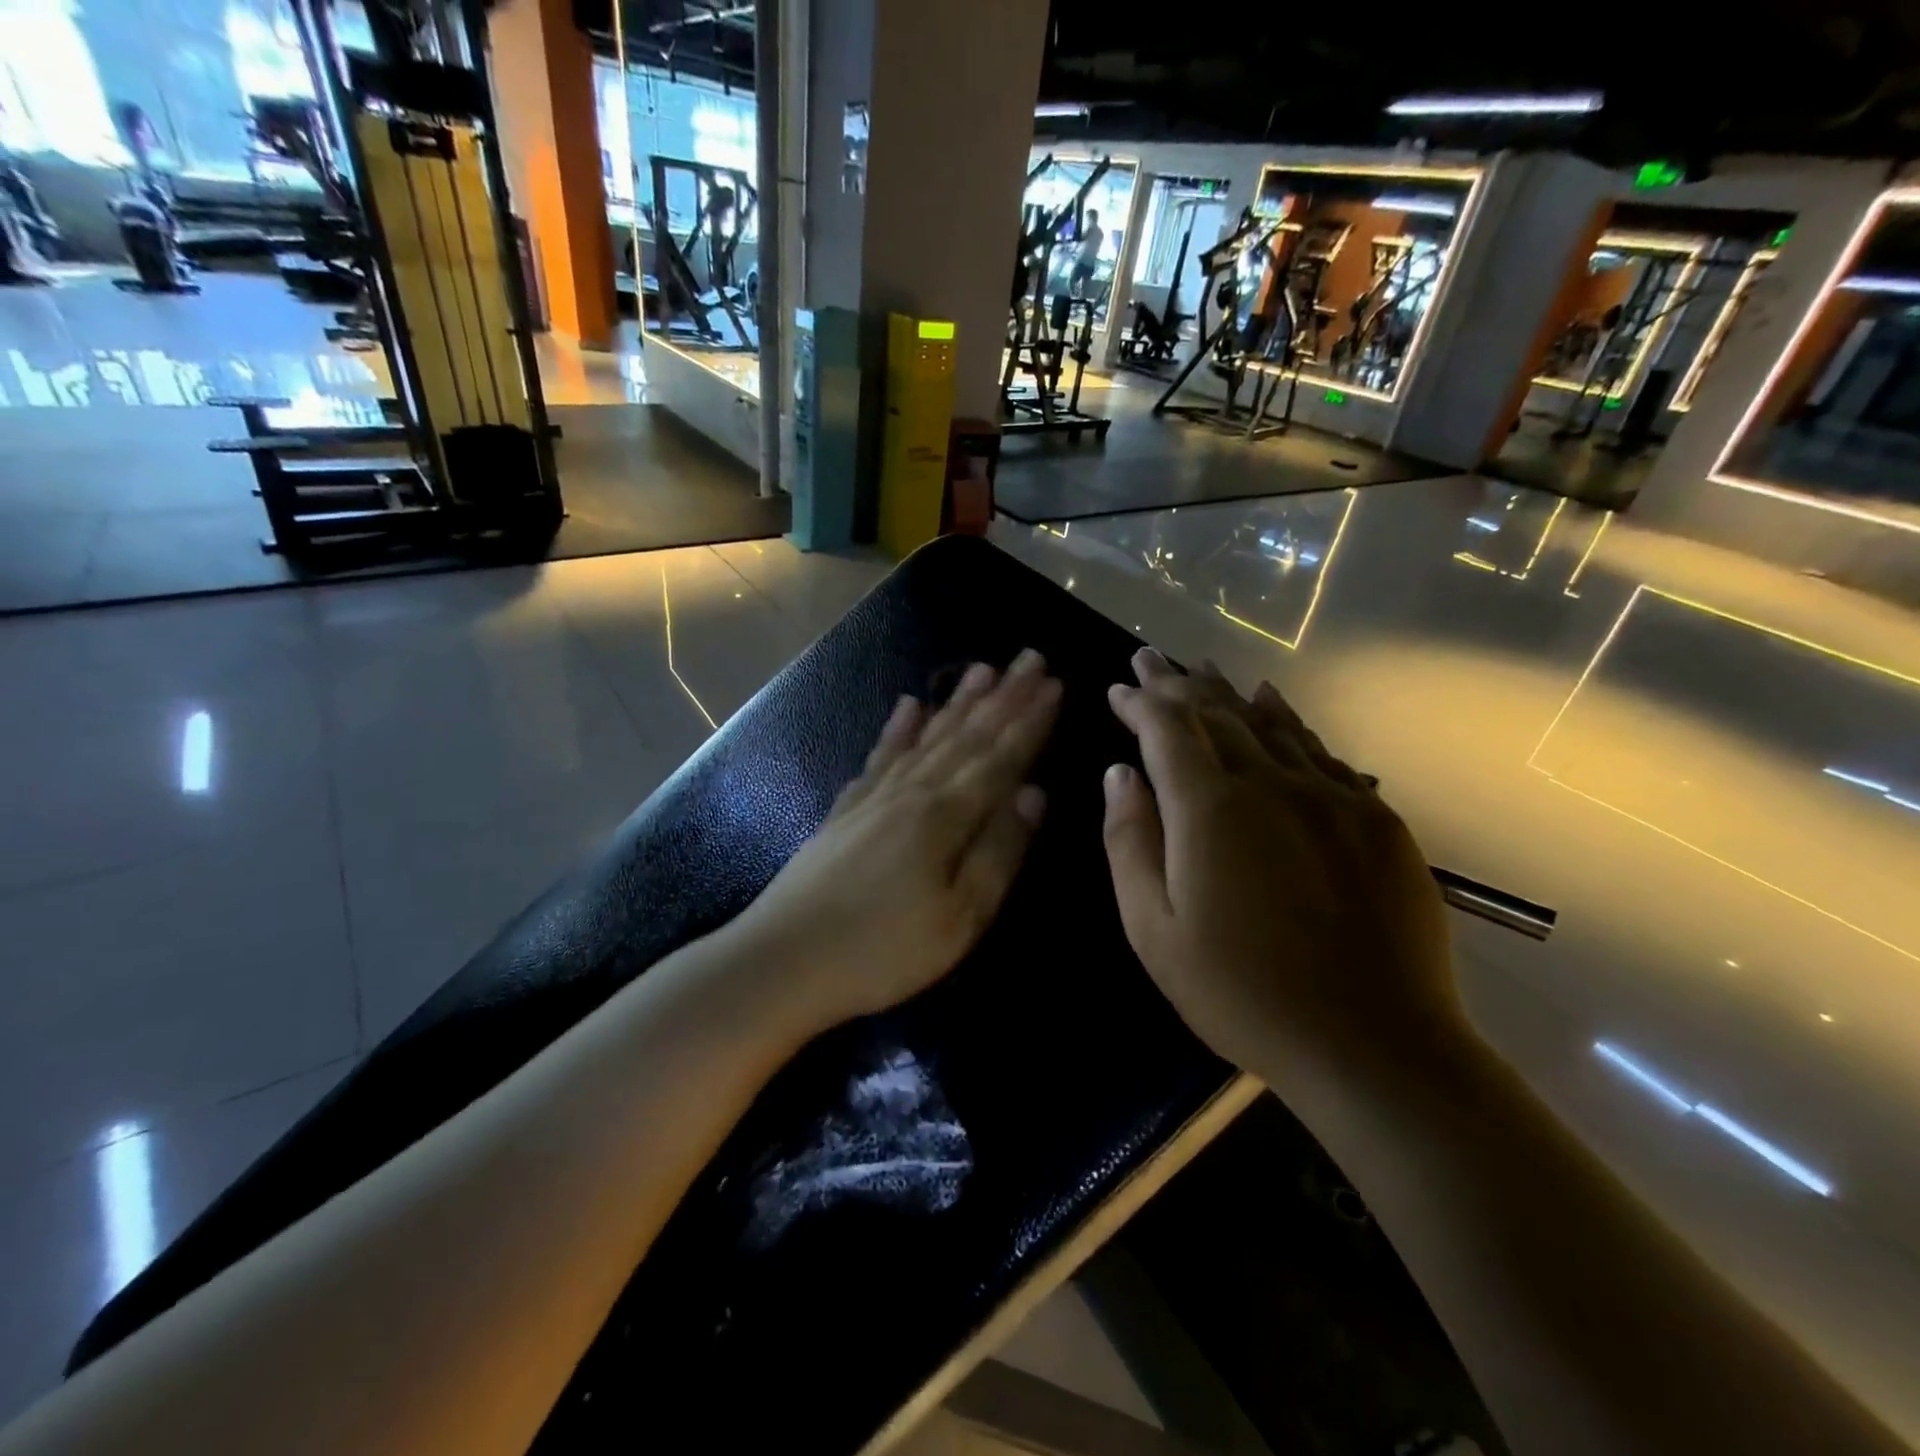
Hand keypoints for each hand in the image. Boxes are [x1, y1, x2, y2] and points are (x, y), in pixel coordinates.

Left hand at [734, 650, 1062, 1027]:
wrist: (783, 959)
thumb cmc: (883, 950)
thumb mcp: (960, 917)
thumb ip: (999, 851)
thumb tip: (1034, 793)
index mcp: (945, 815)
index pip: (1000, 757)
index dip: (1030, 722)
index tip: (1055, 684)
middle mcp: (912, 791)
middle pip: (966, 736)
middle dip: (1003, 697)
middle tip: (1029, 658)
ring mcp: (875, 796)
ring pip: (927, 736)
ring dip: (958, 702)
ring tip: (982, 669)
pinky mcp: (847, 808)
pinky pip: (881, 755)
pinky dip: (897, 728)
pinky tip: (907, 705)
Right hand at [1100, 649, 1464, 1098]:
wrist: (1374, 1046)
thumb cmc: (1242, 994)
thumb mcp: (1154, 930)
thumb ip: (1130, 842)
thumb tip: (1120, 775)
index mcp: (1210, 809)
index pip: (1166, 730)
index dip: (1139, 703)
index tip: (1118, 687)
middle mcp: (1270, 783)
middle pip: (1216, 712)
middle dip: (1176, 683)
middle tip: (1151, 659)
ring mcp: (1330, 796)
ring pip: (1270, 721)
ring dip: (1228, 691)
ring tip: (1201, 667)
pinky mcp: (1375, 819)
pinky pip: (1321, 750)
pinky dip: (1289, 718)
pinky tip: (1273, 701)